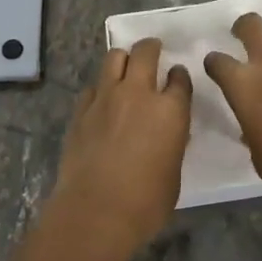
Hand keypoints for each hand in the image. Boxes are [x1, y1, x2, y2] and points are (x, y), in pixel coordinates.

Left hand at [42, 38, 192, 260]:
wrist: (95, 213)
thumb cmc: (146, 203)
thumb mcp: (173, 172)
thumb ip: (172, 143)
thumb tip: (166, 134)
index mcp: (170, 110)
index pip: (180, 78)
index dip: (179, 76)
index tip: (177, 77)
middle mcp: (139, 94)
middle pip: (145, 52)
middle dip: (151, 47)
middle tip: (153, 50)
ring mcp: (106, 98)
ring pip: (114, 58)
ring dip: (124, 59)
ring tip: (126, 68)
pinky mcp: (81, 110)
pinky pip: (93, 86)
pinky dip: (101, 88)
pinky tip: (102, 101)